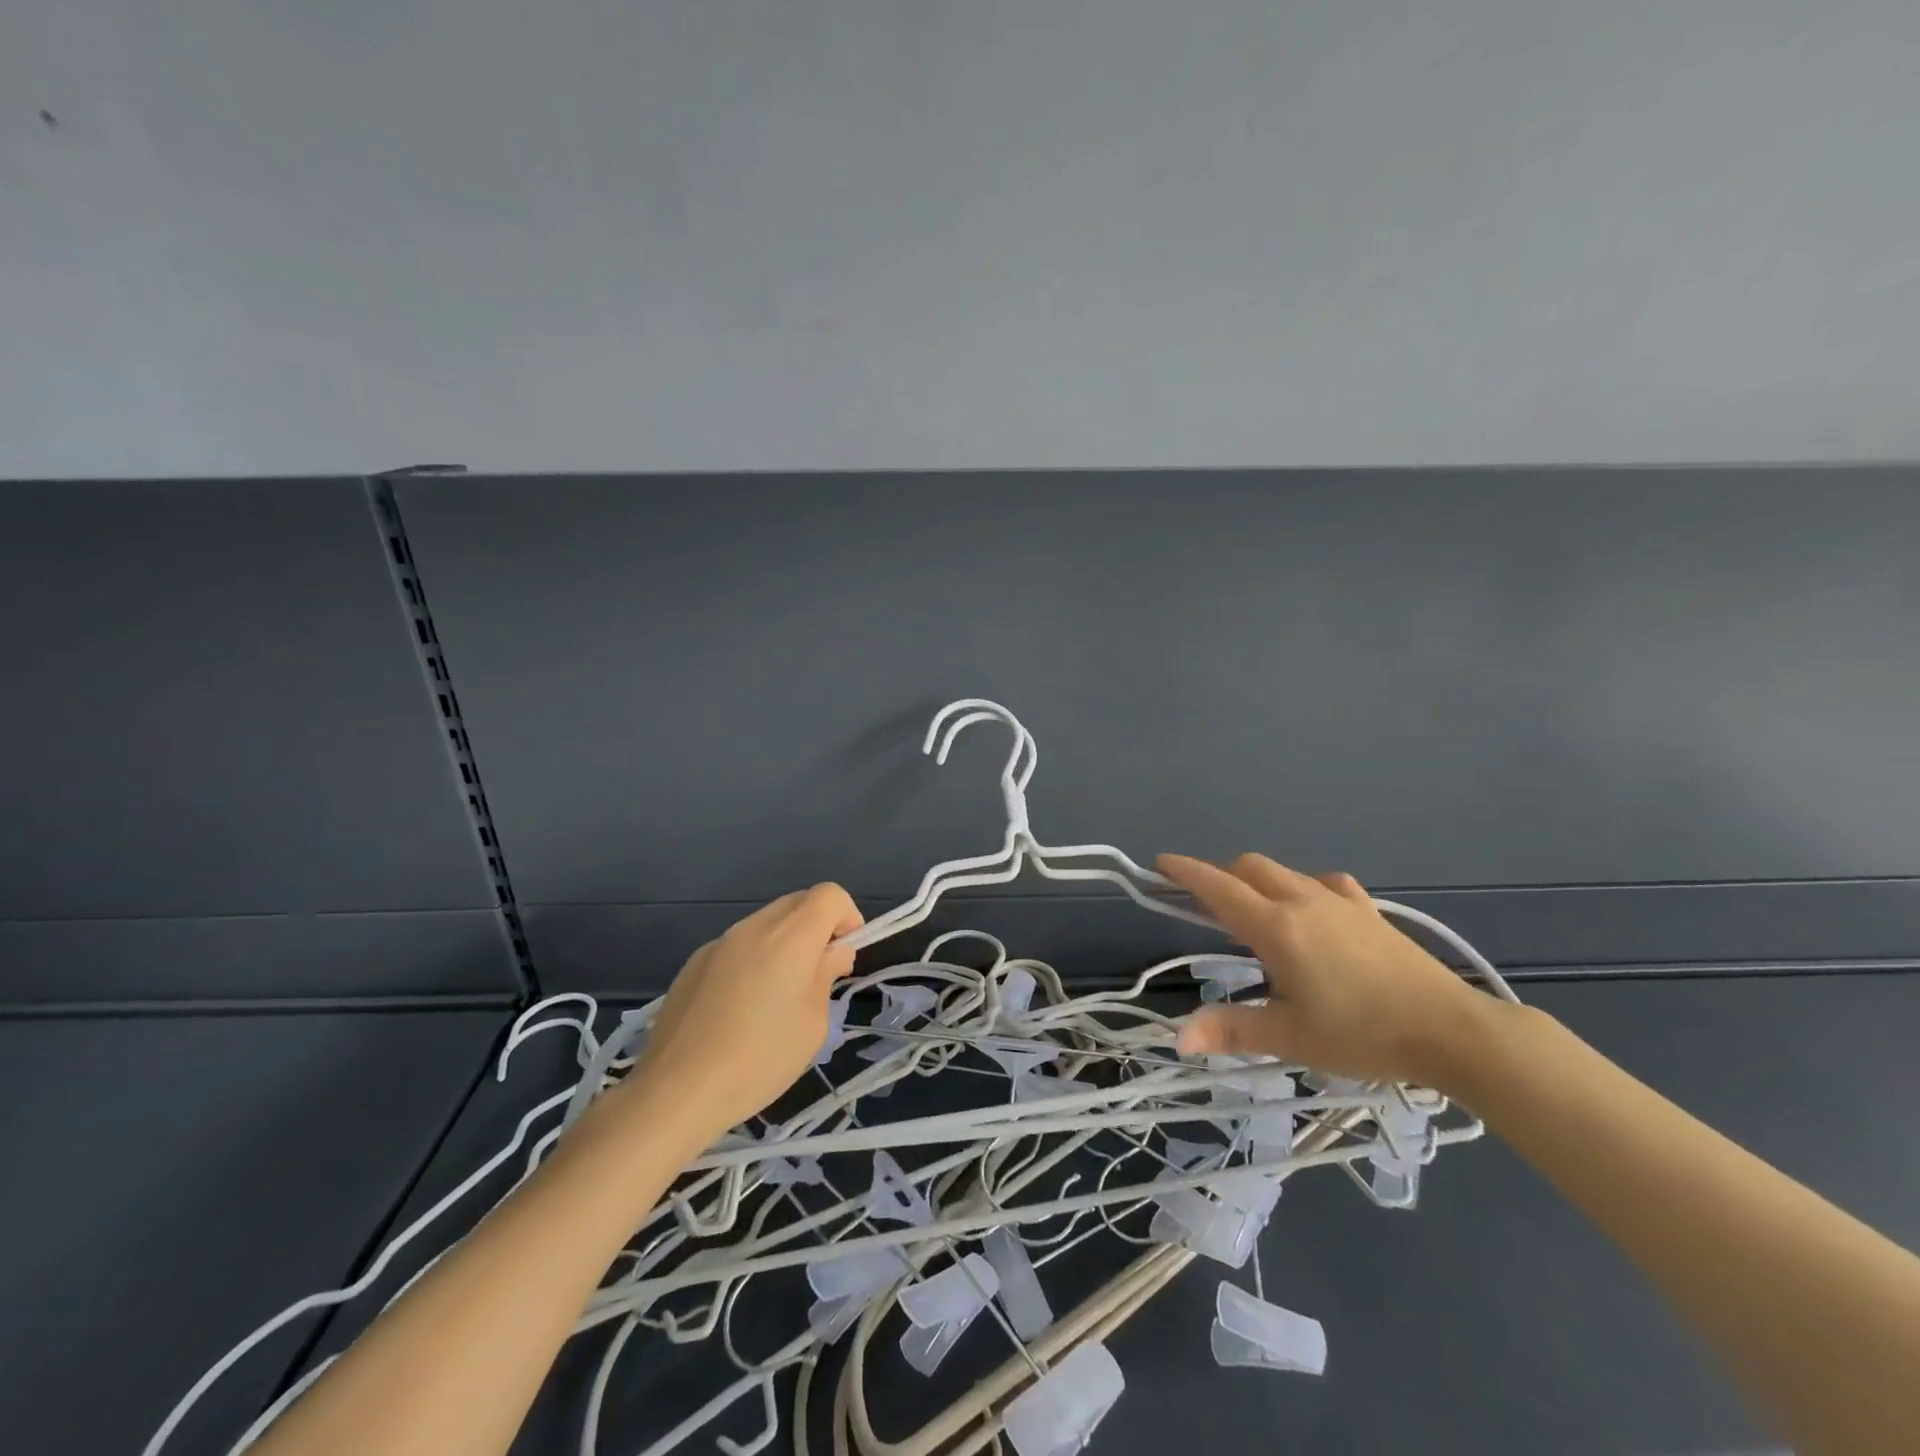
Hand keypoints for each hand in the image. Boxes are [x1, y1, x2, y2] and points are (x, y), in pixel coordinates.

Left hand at [627, 884, 863, 1142]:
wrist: (676, 1090)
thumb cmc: (759, 1059)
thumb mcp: (813, 1023)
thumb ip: (826, 975)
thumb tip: (832, 952)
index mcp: (790, 936)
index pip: (829, 894)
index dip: (847, 918)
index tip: (843, 956)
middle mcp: (755, 926)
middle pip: (798, 902)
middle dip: (817, 928)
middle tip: (816, 975)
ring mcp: (720, 942)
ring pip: (766, 923)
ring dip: (783, 944)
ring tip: (775, 997)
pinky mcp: (694, 962)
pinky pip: (737, 946)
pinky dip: (752, 960)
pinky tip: (738, 1009)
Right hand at [1158, 852, 1488, 1087]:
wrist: (1453, 1031)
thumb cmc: (1363, 1035)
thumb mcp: (1290, 1038)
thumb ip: (1231, 1031)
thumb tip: (1178, 1040)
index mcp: (1276, 927)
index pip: (1218, 888)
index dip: (1186, 872)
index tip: (1160, 863)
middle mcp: (1302, 901)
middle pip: (1249, 867)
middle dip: (1220, 876)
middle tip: (1204, 903)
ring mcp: (1340, 902)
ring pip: (1284, 872)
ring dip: (1257, 879)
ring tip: (1253, 910)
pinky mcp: (1369, 911)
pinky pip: (1324, 884)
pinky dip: (1302, 888)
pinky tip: (1312, 912)